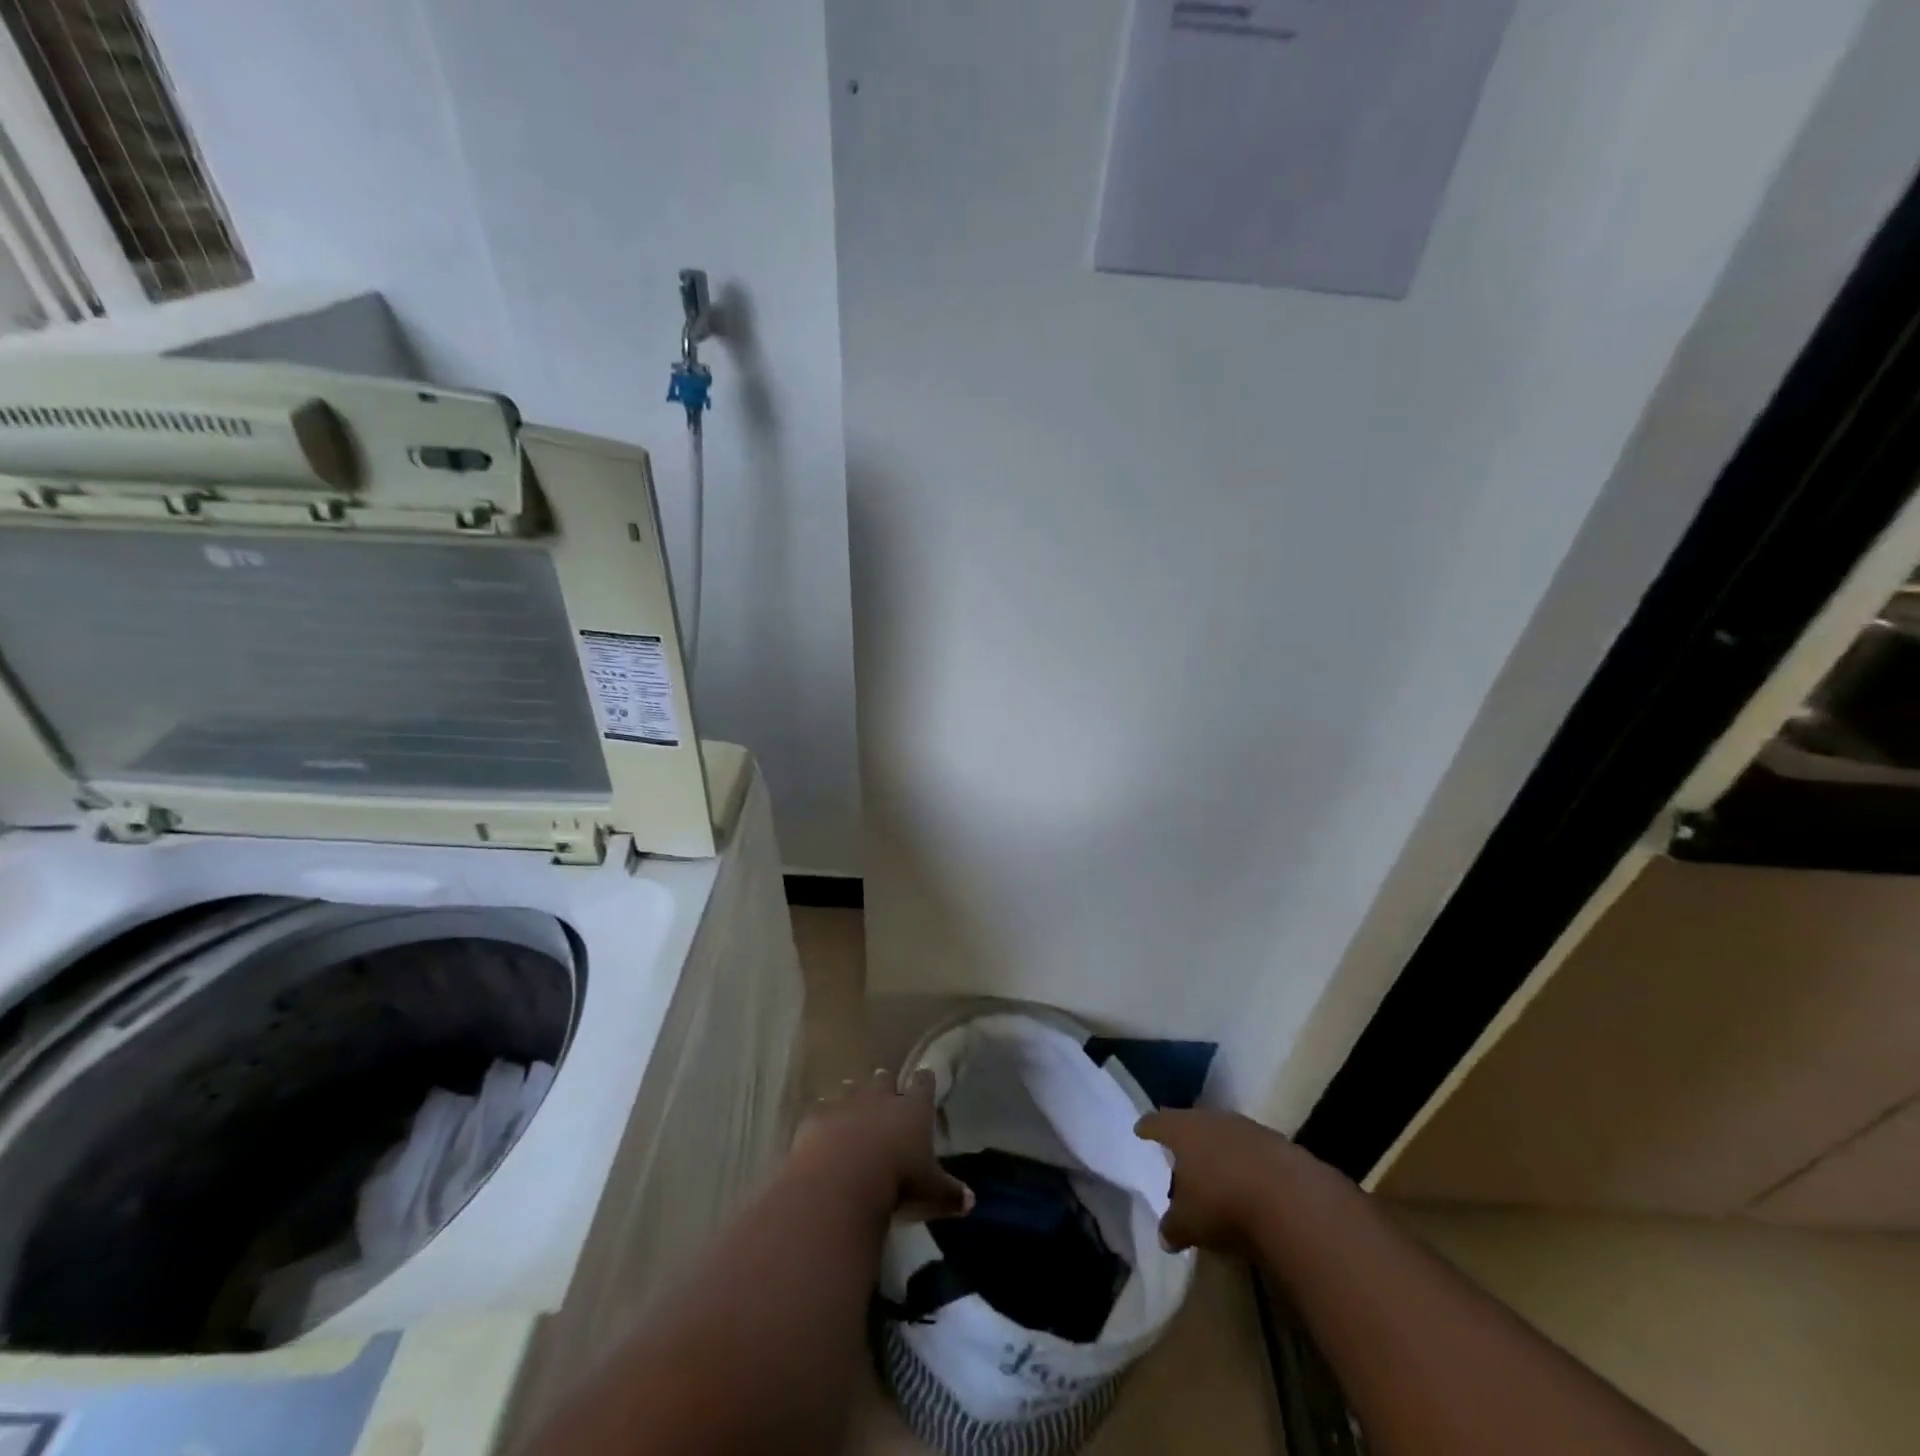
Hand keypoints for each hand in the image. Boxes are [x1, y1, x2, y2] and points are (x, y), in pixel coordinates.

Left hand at [792, 1069, 972, 1223]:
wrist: (841, 1181)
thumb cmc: (897, 1182)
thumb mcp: (931, 1193)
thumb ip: (950, 1194)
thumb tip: (971, 1200)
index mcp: (913, 1109)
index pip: (924, 1084)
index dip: (925, 1080)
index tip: (925, 1076)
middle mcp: (881, 1098)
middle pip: (884, 1079)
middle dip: (885, 1084)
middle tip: (885, 1089)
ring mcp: (847, 1103)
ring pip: (851, 1088)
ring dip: (853, 1095)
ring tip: (853, 1103)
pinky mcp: (817, 1116)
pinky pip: (821, 1108)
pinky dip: (823, 1115)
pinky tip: (821, 1125)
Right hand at [1135, 1109, 1323, 1253]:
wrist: (1292, 1199)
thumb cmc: (1223, 1203)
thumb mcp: (1189, 1224)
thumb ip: (1172, 1226)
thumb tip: (1165, 1234)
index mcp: (1182, 1130)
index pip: (1157, 1122)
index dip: (1148, 1128)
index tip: (1140, 1130)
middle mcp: (1212, 1119)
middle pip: (1192, 1124)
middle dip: (1185, 1139)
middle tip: (1178, 1154)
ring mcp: (1247, 1128)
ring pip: (1223, 1135)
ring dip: (1218, 1151)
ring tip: (1214, 1172)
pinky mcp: (1278, 1144)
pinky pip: (1252, 1151)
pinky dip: (1246, 1164)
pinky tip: (1248, 1185)